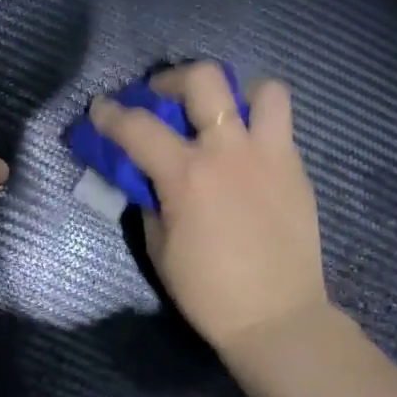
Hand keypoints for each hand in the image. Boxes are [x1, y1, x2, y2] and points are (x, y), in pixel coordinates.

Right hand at [91, 62, 329, 361]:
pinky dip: (257, 128)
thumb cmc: (208, 292)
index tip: (99, 108)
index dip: (110, 113)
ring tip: (222, 115)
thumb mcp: (160, 247)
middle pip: (204, 80)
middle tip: (162, 96)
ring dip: (236, 94)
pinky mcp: (297, 170)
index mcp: (187, 175)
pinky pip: (280, 128)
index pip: (137, 127)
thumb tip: (148, 178)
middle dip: (173, 78)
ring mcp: (270, 156)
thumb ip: (150, 201)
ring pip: (263, 90)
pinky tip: (244, 156)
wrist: (277, 318)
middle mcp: (229, 152)